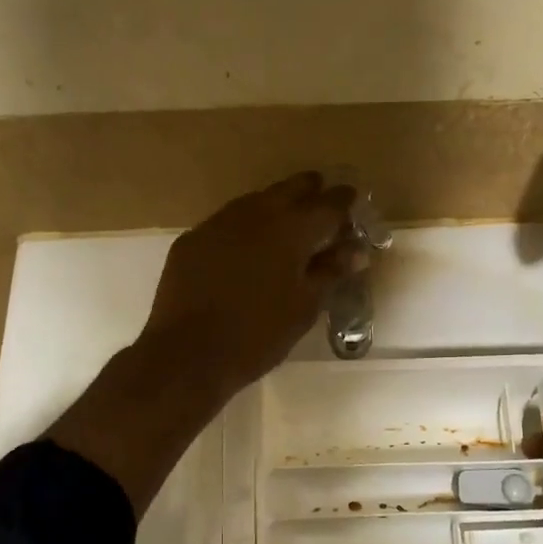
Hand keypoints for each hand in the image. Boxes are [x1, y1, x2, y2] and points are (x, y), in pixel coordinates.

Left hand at [143, 172, 363, 392]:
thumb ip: (330, 272)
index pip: (327, 205)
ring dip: (275, 203)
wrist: (187, 354)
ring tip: (286, 217)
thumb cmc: (257, 336)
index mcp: (291, 230)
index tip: (352, 198)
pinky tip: (245, 243)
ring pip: (255, 201)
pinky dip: (244, 225)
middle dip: (309, 190)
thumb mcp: (304, 307)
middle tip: (321, 195)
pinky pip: (226, 221)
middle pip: (289, 190)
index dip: (343, 201)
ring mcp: (218, 223)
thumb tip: (355, 249)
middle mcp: (255, 214)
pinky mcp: (192, 239)